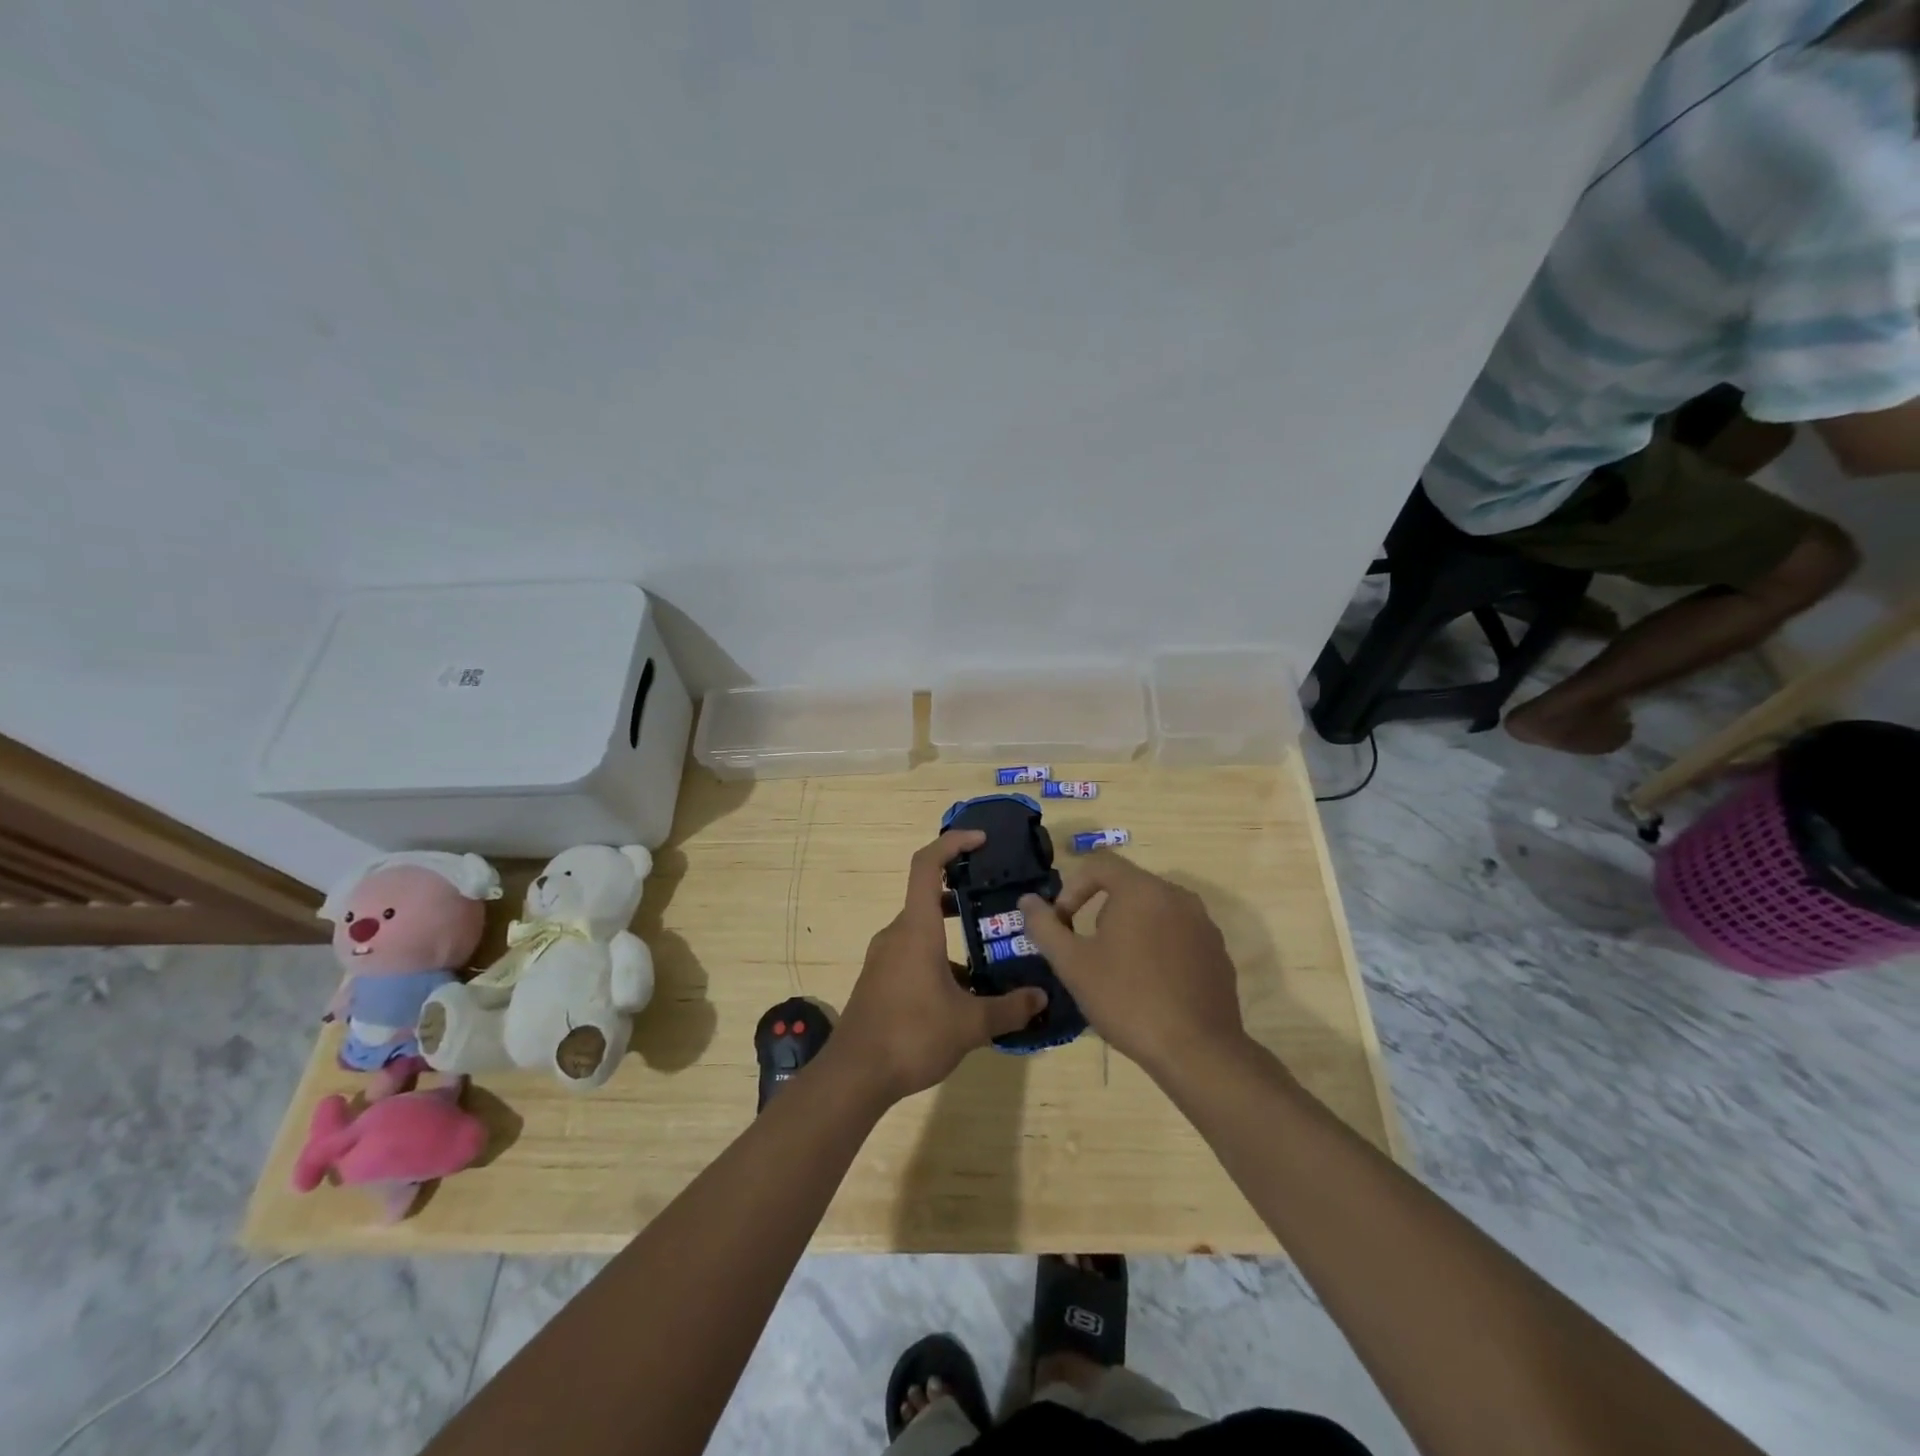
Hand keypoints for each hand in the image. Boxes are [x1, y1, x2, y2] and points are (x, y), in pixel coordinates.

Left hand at [830, 831, 1048, 1103]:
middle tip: (995, 900)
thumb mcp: (970, 1024)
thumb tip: (1041, 998)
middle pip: (928, 897)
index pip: (927, 865)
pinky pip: (912, 955)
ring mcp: (884, 958)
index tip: (981, 840)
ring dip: (952, 934)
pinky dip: (938, 959)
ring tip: (988, 955)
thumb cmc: (912, 1035)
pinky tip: (962, 993)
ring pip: (922, 930)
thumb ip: (1009, 1008)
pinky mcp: (879, 980)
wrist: (854, 1075)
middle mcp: (897, 934)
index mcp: (917, 928)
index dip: (952, 843)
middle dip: (962, 894)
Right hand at [1018, 855, 1245, 1080]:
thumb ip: (1045, 926)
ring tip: (1118, 971)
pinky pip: (1179, 936)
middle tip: (1088, 951)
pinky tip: (1151, 987)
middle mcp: (1178, 896)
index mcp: (1142, 890)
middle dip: (1100, 912)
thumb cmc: (1127, 999)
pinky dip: (1159, 948)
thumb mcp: (1073, 964)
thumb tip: (1027, 901)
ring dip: (1130, 930)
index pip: (1100, 864)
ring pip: (1155, 912)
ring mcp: (1204, 924)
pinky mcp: (1218, 952)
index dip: (1072, 888)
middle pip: (1128, 887)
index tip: (1063, 923)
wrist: (1197, 1051)